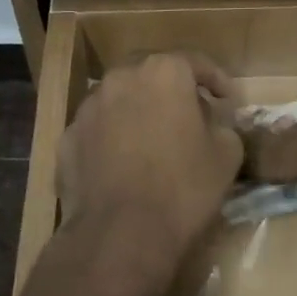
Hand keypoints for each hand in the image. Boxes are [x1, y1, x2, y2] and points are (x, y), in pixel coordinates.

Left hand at [57, 53, 242, 258]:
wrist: (119, 233)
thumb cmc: (182, 188)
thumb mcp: (226, 155)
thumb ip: (223, 126)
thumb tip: (212, 124)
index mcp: (163, 73)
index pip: (196, 62)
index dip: (217, 79)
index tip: (228, 99)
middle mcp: (120, 78)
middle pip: (151, 74)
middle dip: (172, 89)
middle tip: (189, 113)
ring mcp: (88, 107)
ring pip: (120, 99)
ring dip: (139, 111)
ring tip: (153, 140)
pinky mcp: (68, 138)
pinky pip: (99, 129)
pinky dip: (113, 138)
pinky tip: (124, 165)